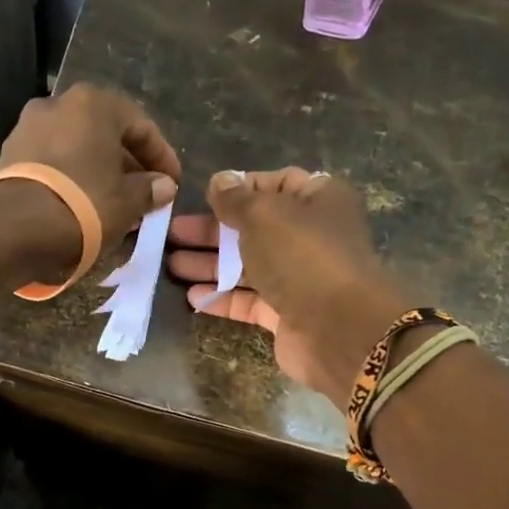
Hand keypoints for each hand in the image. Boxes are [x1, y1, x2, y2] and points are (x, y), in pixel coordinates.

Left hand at [0, 84, 180, 277]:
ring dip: (99, 172)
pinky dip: (73, 178)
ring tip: (115, 204)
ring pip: (78, 148)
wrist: (15, 229)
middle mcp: (58, 104)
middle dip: (128, 165)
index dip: (162, 157)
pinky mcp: (9, 155)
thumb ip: (149, 189)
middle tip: (144, 194)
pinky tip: (83, 205)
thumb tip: (163, 185)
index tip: (172, 183)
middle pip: (105, 134)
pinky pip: (53, 163)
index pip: (141, 125)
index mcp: (93, 103)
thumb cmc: (83, 205)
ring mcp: (28, 127)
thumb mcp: (128, 201)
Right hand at [167, 168, 408, 407]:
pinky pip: (249, 300)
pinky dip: (222, 297)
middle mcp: (311, 236)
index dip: (239, 188)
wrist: (338, 327)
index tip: (203, 196)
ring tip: (171, 265)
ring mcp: (299, 278)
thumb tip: (219, 180)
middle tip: (171, 234)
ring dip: (210, 264)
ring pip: (248, 265)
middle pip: (254, 227)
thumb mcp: (264, 214)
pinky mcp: (286, 314)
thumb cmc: (302, 255)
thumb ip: (236, 198)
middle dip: (212, 231)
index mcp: (318, 200)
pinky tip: (192, 296)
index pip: (275, 184)